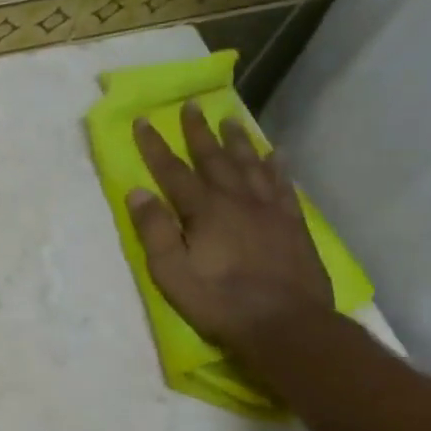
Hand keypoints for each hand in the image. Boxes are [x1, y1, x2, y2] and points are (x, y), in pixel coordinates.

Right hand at [128, 102, 331, 351]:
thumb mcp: (171, 273)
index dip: (155, 146)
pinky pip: (283, 186)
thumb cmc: (219, 302)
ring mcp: (269, 211)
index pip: (172, 171)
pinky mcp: (293, 225)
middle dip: (199, 132)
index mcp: (204, 211)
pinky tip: (276, 154)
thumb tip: (137, 192)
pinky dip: (277, 167)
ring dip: (238, 141)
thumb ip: (154, 230)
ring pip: (251, 165)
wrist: (287, 326)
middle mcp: (237, 201)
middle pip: (214, 159)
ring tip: (231, 120)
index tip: (143, 120)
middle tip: (192, 105)